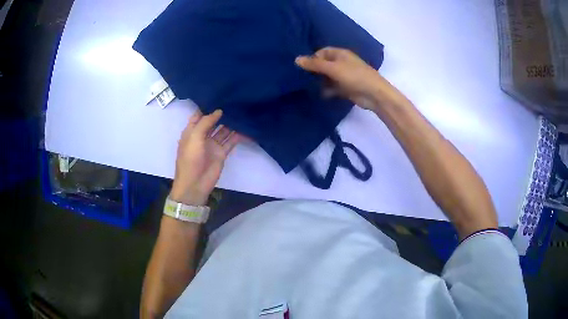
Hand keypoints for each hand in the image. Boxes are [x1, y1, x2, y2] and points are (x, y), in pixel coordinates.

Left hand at [170, 110, 244, 205]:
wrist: (194, 184)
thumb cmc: (190, 159)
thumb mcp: (194, 137)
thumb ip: (206, 122)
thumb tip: (218, 111)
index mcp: (192, 131)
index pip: (199, 115)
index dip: (207, 106)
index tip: (219, 96)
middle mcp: (202, 136)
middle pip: (213, 121)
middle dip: (222, 113)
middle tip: (235, 101)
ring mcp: (213, 144)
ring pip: (223, 130)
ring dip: (231, 123)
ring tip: (242, 111)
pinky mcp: (221, 153)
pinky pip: (231, 142)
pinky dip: (238, 136)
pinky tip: (246, 128)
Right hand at [295, 47, 405, 110]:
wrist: (374, 94)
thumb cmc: (355, 76)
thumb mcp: (333, 68)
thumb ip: (315, 64)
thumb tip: (296, 59)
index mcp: (340, 54)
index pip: (322, 52)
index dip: (313, 58)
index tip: (304, 67)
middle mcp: (341, 63)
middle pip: (324, 65)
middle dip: (314, 70)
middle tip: (302, 78)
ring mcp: (343, 76)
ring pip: (327, 77)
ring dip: (319, 81)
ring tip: (307, 87)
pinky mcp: (345, 88)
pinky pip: (332, 87)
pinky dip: (326, 90)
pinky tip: (318, 94)